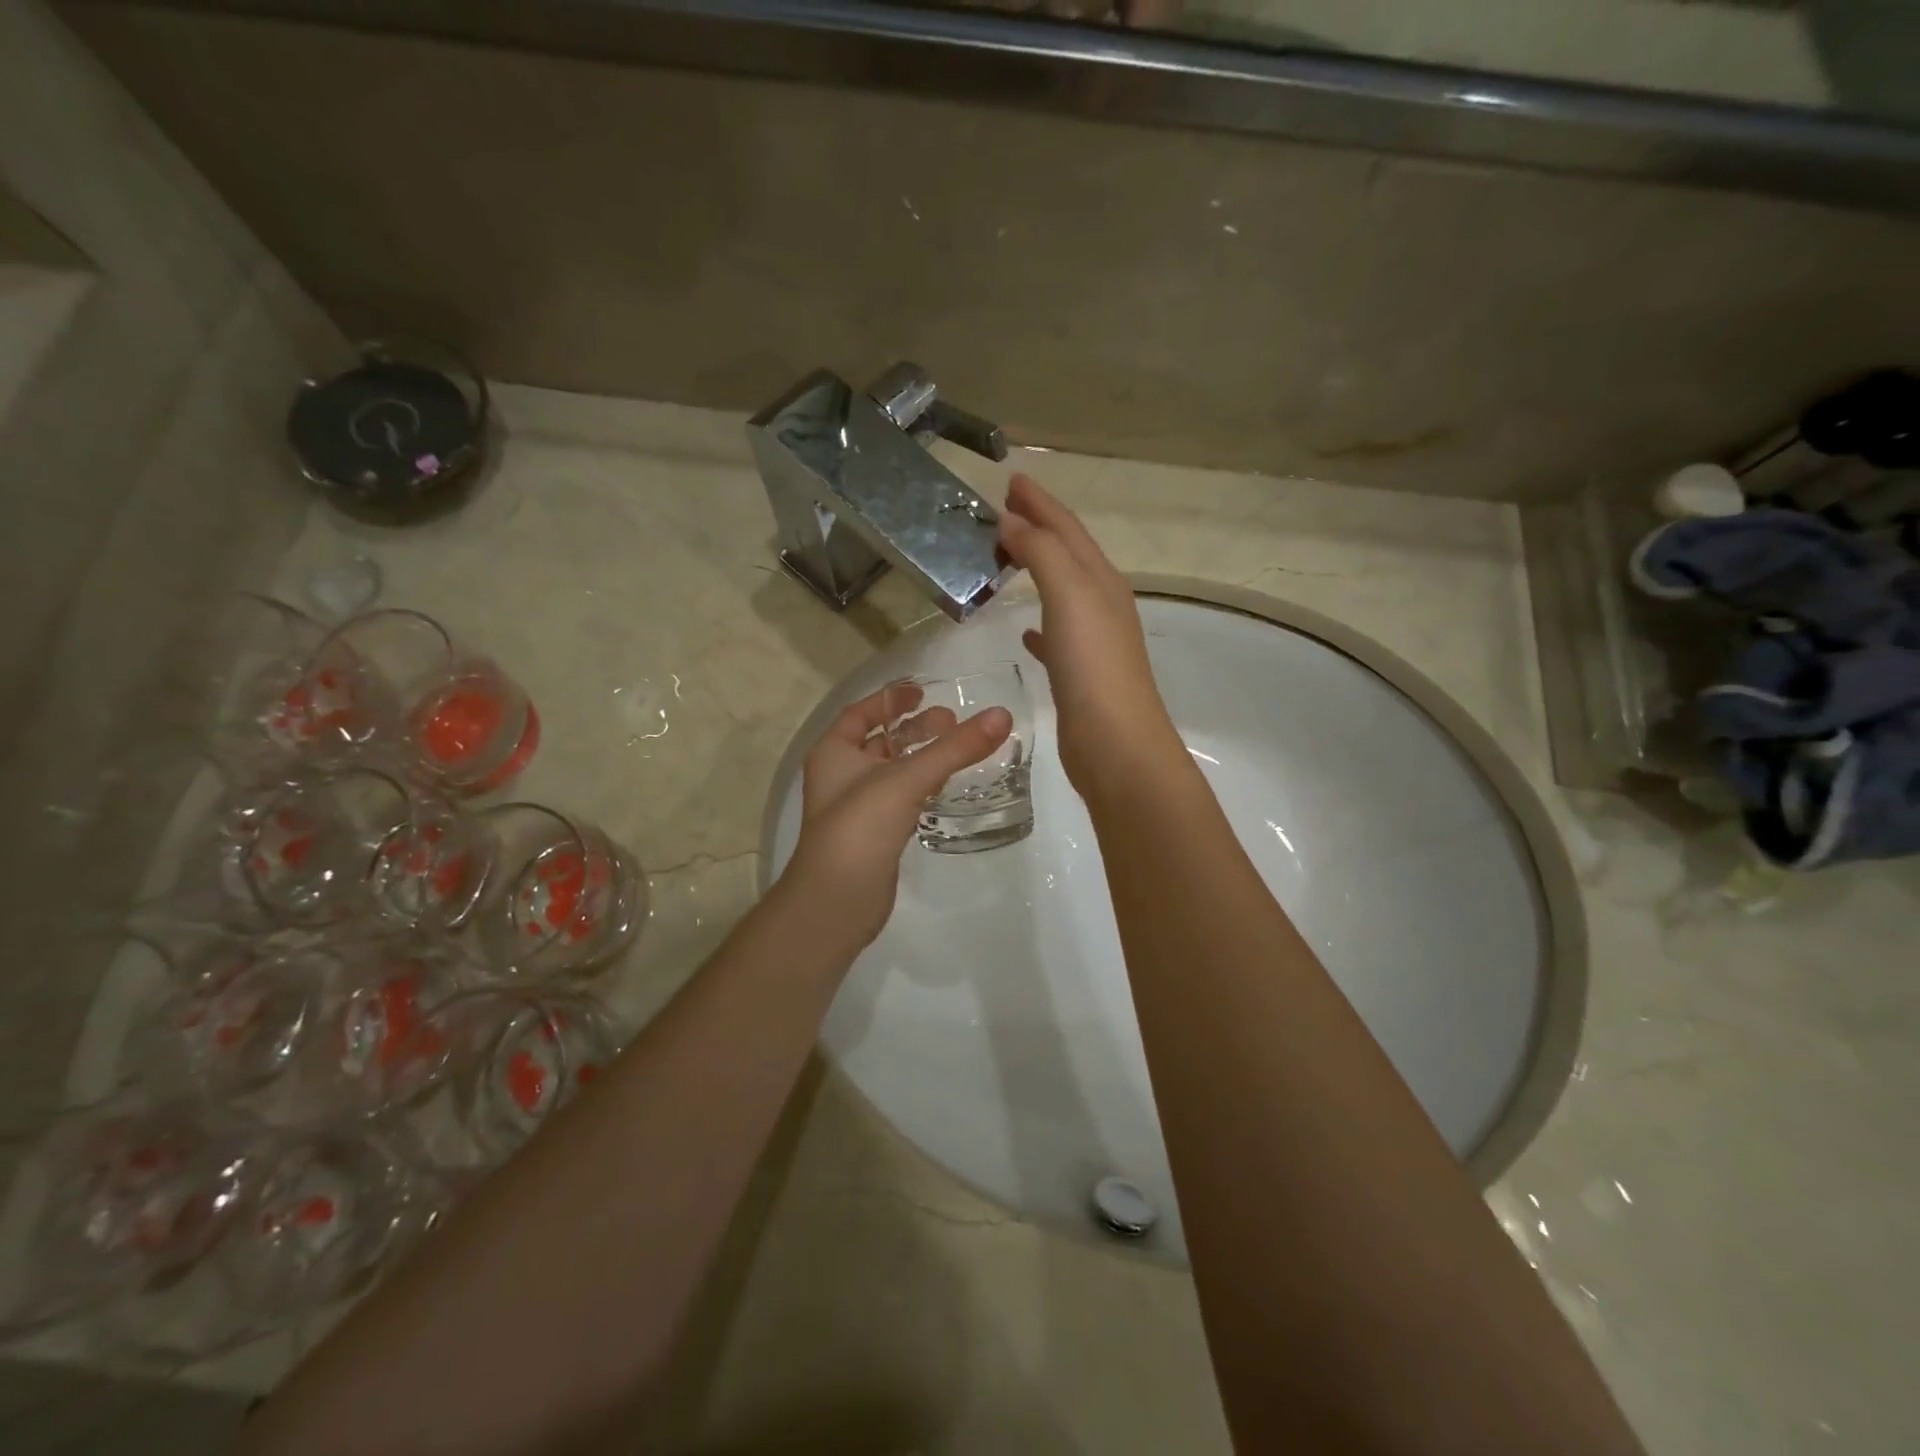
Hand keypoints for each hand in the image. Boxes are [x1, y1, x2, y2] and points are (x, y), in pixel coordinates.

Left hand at [780, 686, 1012, 952]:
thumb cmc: (862, 826)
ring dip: (921, 758)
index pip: (860, 713)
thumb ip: (955, 748)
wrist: (837, 900)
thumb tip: (1002, 715)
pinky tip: (946, 787)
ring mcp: (856, 808)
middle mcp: (840, 775)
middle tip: (953, 722)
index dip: (890, 700)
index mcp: (833, 752)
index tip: (922, 691)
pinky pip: (900, 799)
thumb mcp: (908, 778)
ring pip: (892, 771)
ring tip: (958, 750)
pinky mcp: (874, 835)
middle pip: (880, 741)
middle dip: (913, 729)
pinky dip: (921, 787)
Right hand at [998, 474, 1181, 796]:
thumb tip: (1012, 520)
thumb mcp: (1071, 595)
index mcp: (1101, 580)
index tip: (1011, 479)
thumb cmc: (1093, 665)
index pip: (1067, 528)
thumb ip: (1042, 553)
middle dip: (1039, 527)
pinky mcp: (1079, 674)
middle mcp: (1102, 604)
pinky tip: (1025, 631)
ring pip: (1061, 592)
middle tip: (1005, 510)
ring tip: (1007, 558)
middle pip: (1068, 554)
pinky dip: (1039, 625)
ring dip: (1037, 569)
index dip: (1040, 502)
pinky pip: (1055, 637)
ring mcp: (1093, 641)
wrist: (1115, 742)